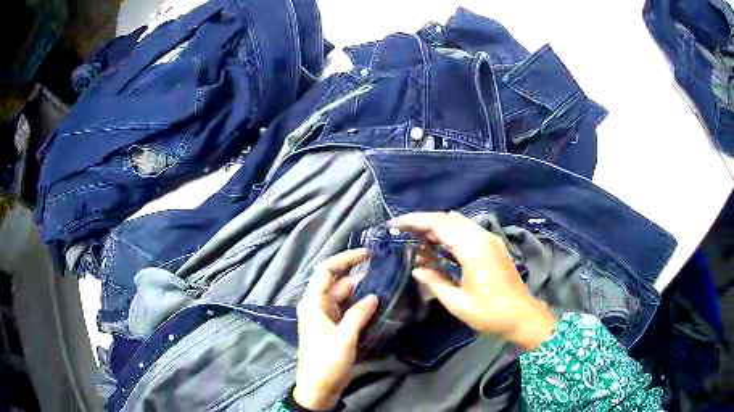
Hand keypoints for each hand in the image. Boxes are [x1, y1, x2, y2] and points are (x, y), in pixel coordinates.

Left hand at [294, 249, 378, 409]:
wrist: (318, 389)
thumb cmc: (326, 363)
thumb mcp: (344, 338)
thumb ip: (358, 314)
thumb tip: (374, 296)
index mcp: (313, 303)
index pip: (326, 270)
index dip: (346, 258)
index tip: (368, 254)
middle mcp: (318, 305)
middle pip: (339, 283)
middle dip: (361, 276)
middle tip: (387, 273)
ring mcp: (326, 317)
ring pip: (345, 297)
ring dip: (363, 292)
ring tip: (388, 287)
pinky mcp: (334, 328)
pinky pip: (348, 310)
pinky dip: (361, 306)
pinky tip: (379, 305)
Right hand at [393, 212, 555, 350]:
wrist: (523, 316)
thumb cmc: (491, 314)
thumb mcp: (458, 304)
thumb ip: (435, 282)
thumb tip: (417, 269)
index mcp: (474, 250)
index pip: (440, 224)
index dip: (416, 221)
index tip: (396, 224)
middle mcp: (483, 237)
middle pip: (448, 218)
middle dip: (424, 222)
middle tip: (403, 232)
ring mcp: (491, 239)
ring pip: (458, 222)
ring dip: (437, 227)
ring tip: (417, 239)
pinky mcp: (494, 245)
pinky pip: (468, 230)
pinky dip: (450, 233)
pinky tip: (439, 246)